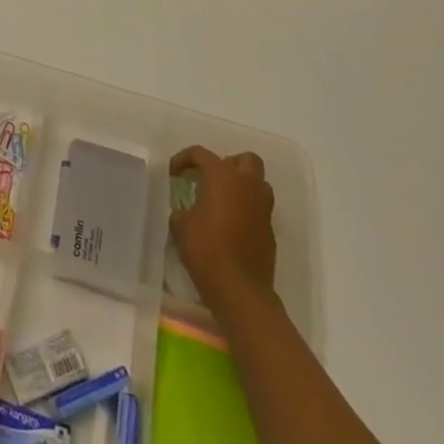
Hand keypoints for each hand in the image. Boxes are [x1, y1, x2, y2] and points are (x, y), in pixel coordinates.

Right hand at [169, 146, 275, 297]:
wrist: (240, 289)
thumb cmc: (206, 249)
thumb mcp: (180, 225)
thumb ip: (182, 208)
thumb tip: (186, 209)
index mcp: (222, 177)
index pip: (201, 154)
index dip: (184, 159)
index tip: (173, 174)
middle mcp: (247, 186)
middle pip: (245, 160)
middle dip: (228, 163)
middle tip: (210, 178)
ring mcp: (262, 208)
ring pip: (258, 182)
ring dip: (243, 185)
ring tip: (223, 199)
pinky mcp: (270, 230)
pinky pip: (260, 208)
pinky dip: (247, 208)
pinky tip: (232, 224)